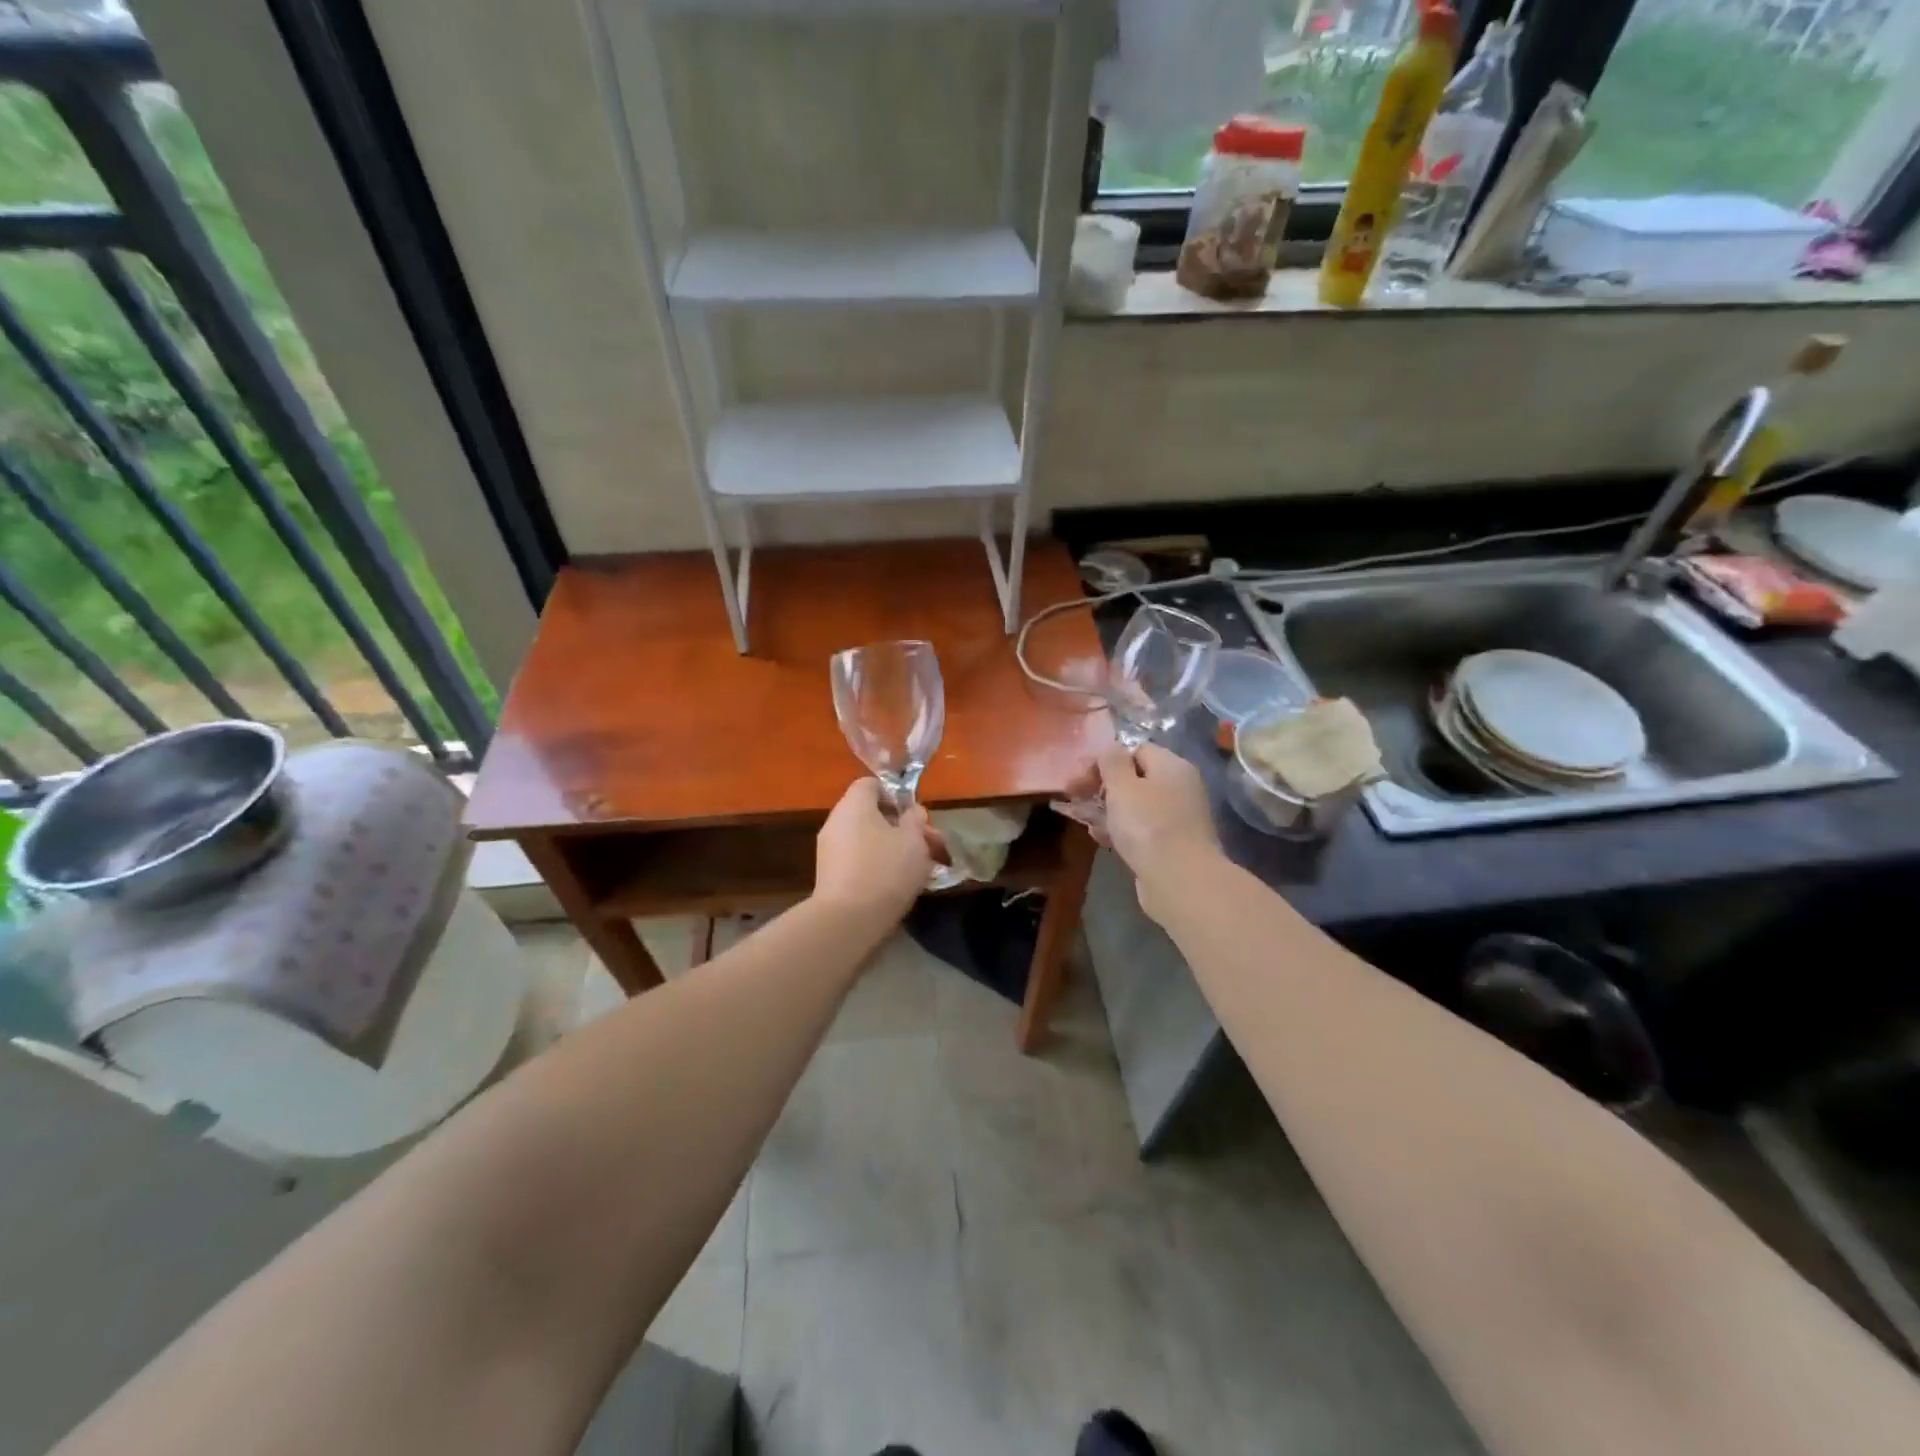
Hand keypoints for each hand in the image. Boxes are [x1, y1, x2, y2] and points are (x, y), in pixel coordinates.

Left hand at [813, 778, 945, 920]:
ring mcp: (829, 850)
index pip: (871, 784)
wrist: (847, 921)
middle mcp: (836, 821)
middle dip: (901, 827)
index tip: (914, 815)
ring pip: (867, 839)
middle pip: (870, 814)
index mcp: (854, 804)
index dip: (895, 794)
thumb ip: (916, 821)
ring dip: (892, 848)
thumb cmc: (886, 870)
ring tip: (920, 869)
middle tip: (928, 845)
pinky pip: (858, 860)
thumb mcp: (914, 841)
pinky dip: (877, 866)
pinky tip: (898, 885)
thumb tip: (911, 812)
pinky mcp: (829, 876)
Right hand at [1089, 744, 1223, 922]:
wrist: (1180, 880)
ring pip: (1137, 807)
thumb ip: (1112, 762)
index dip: (1108, 760)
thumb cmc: (1147, 825)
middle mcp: (1180, 788)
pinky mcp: (1173, 846)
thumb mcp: (1122, 785)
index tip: (1083, 776)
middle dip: (1104, 788)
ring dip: (1109, 812)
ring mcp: (1178, 819)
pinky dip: (1122, 832)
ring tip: (1085, 821)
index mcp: (1172, 766)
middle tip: (1077, 798)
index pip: (1137, 750)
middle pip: (1136, 779)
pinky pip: (1142, 830)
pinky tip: (1102, 839)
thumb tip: (1111, 749)